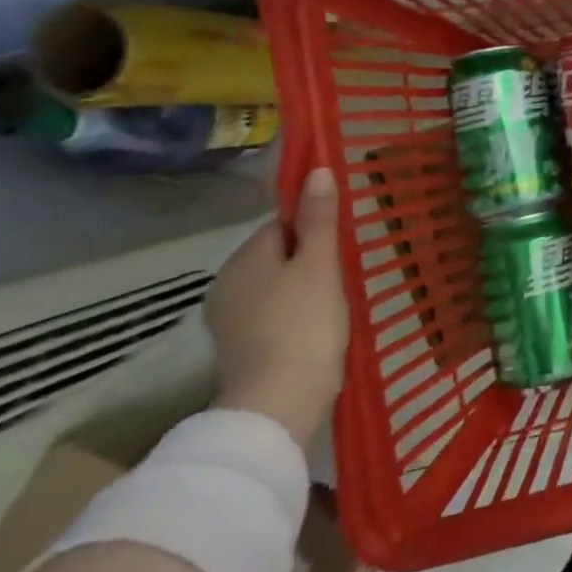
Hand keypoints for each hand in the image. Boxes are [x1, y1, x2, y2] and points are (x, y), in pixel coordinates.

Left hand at [208, 167, 349, 447]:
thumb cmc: (304, 322)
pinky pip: (270, 316)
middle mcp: (226, 284)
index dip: (312, 228)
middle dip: (307, 260)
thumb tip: (317, 170)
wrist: (279, 402)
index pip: (278, 224)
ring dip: (301, 289)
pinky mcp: (239, 350)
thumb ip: (319, 218)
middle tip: (345, 274)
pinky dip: (292, 317)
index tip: (341, 244)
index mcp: (244, 258)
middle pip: (274, 256)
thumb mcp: (320, 264)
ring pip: (273, 288)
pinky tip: (316, 330)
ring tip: (336, 303)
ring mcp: (228, 321)